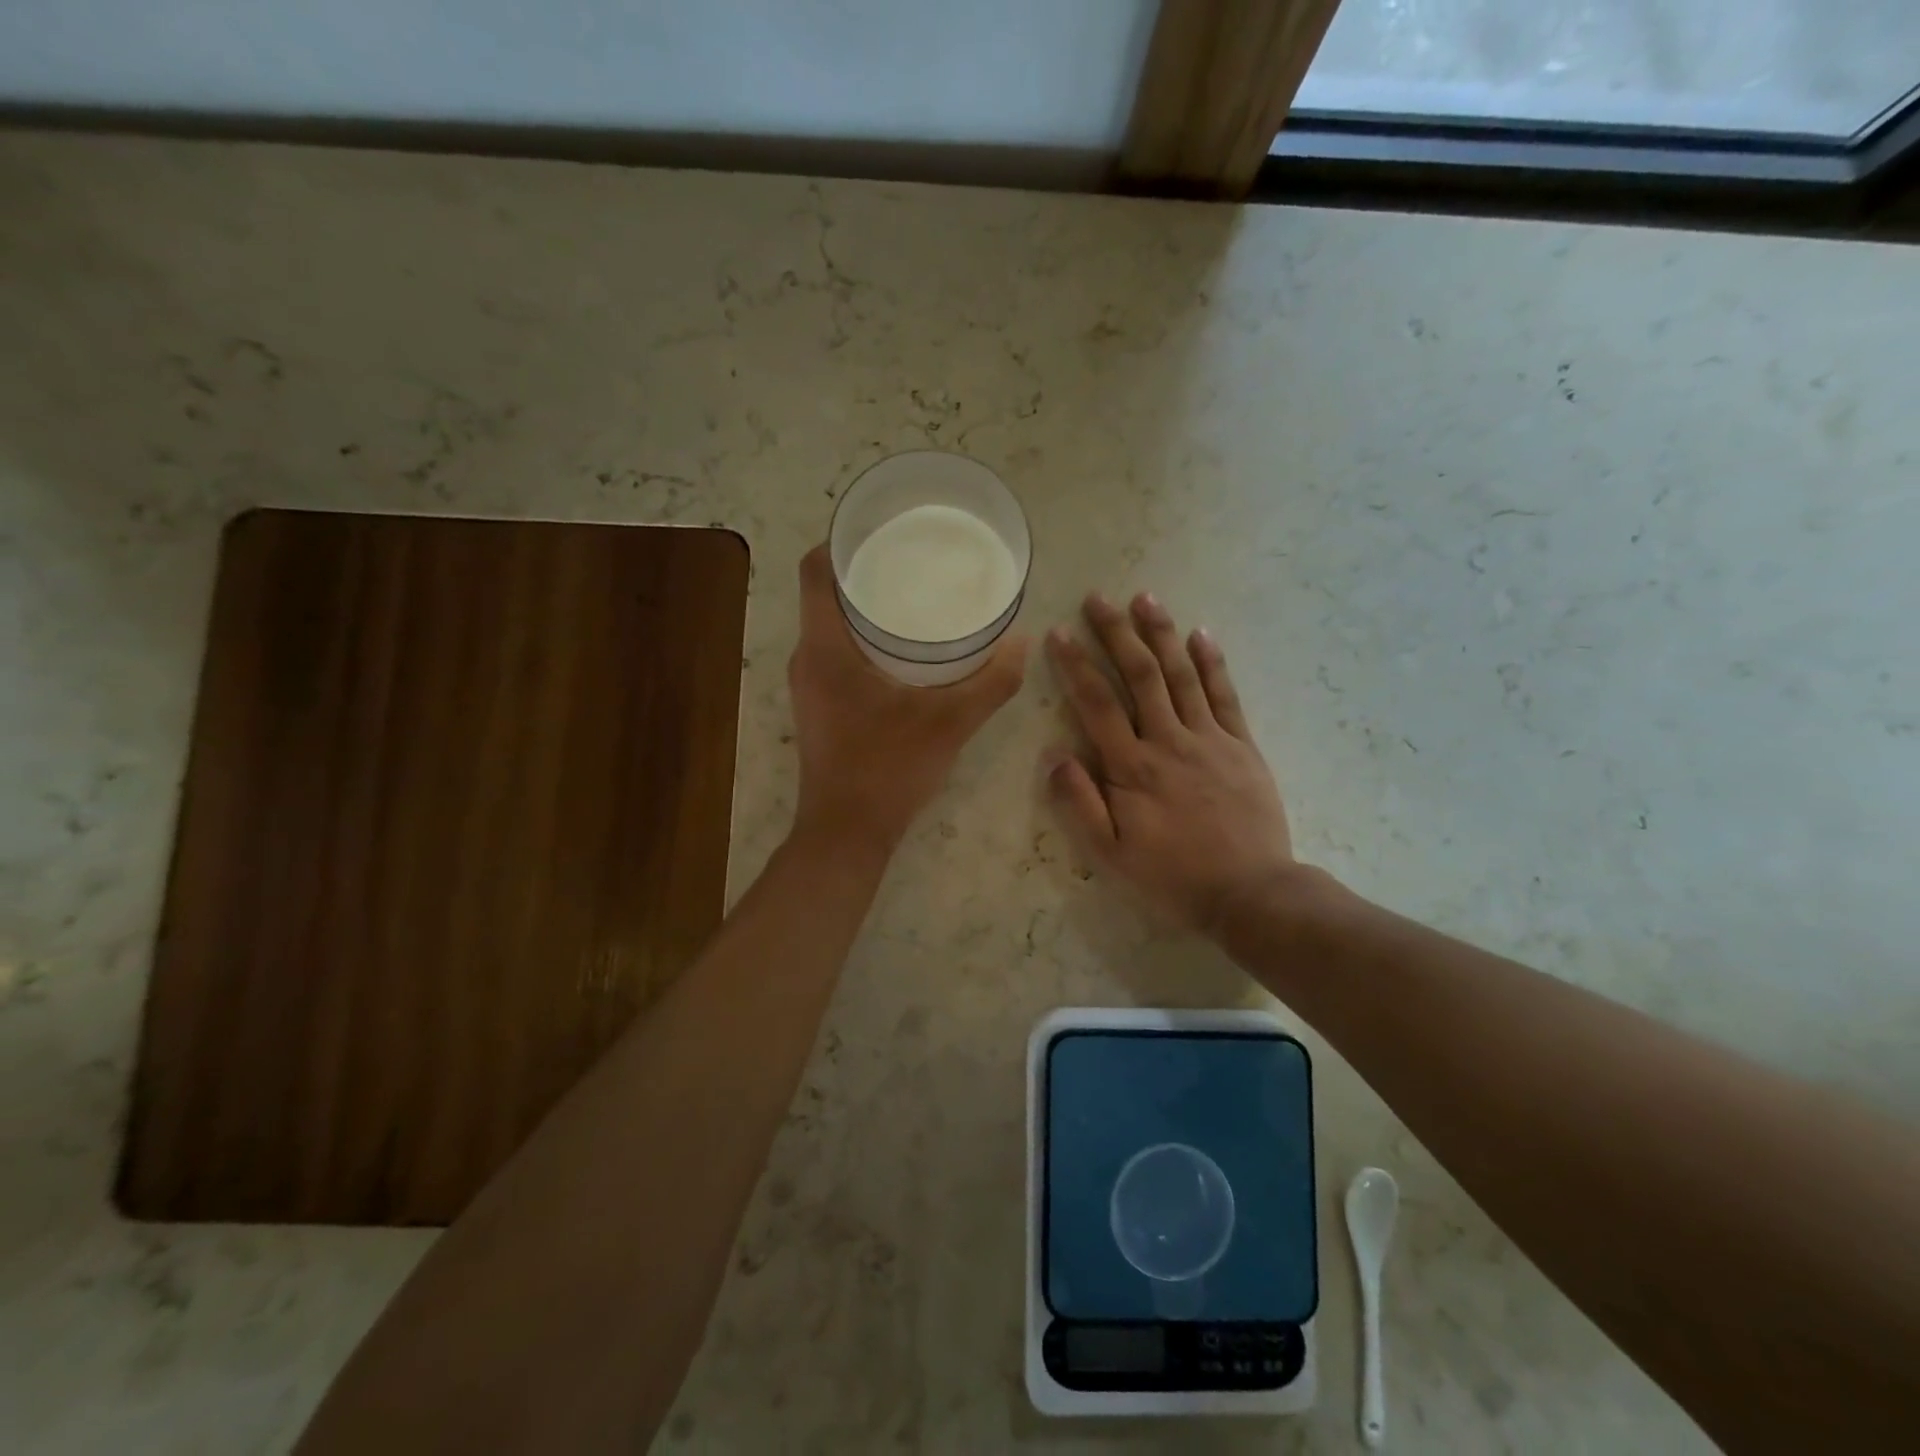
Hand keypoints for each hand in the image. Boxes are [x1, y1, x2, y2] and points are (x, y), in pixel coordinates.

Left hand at [788, 545, 1027, 852]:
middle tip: (915, 557)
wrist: (847, 834)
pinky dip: (863, 637)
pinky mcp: (819, 704)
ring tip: (914, 593)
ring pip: (831, 624)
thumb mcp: (949, 723)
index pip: (816, 569)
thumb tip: (1024, 642)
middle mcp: (806, 657)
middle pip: (826, 592)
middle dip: (866, 569)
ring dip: (865, 606)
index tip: (884, 526)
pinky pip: (836, 651)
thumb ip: (991, 682)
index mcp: (824, 647)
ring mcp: (808, 683)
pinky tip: (904, 647)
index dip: (844, 538)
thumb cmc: (888, 770)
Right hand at [1047, 592, 1298, 938]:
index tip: (1058, 633)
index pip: (1096, 703)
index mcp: (1132, 768)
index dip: (1075, 665)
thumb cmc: (1172, 877)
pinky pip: (1226, 695)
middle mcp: (1169, 741)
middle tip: (1097, 599)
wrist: (1250, 893)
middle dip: (1116, 633)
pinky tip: (1200, 634)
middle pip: (1139, 675)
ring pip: (1181, 675)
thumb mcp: (1110, 854)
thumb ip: (1079, 803)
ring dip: (1161, 633)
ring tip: (1144, 598)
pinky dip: (1212, 662)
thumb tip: (1053, 754)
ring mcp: (1210, 739)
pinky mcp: (1242, 745)